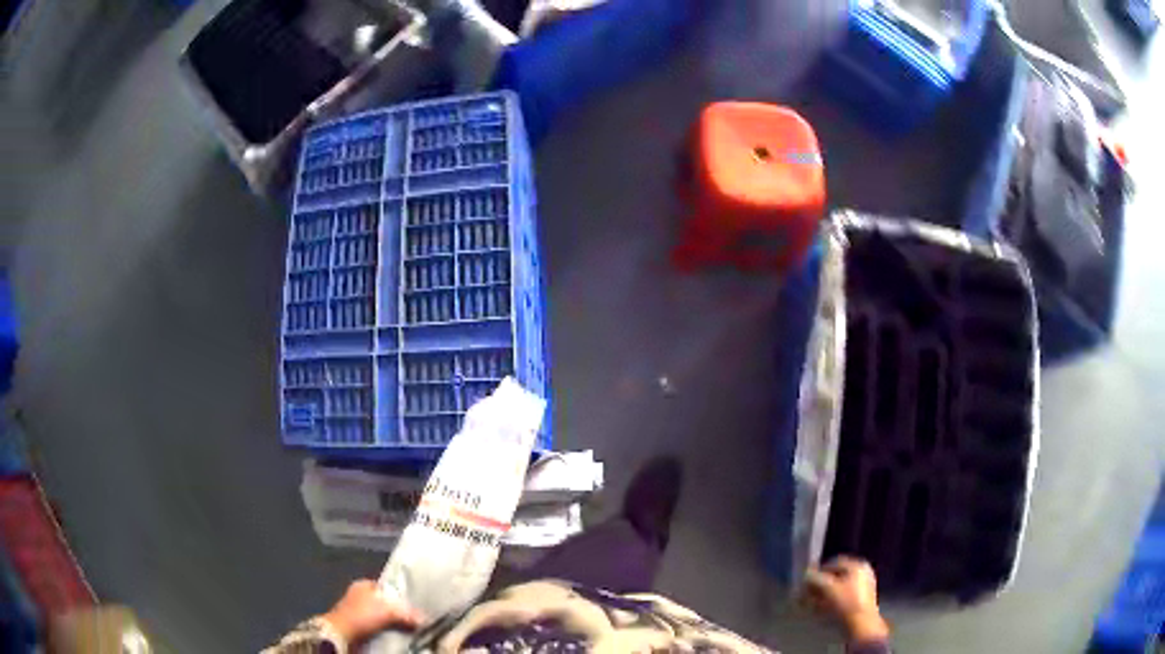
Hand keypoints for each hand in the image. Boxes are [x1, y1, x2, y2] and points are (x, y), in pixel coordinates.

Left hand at [322, 580, 422, 644]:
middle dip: (399, 612)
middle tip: (415, 620)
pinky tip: (396, 636)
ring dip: (393, 624)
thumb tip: (426, 620)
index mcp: (364, 584)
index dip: (401, 595)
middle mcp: (360, 596)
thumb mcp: (388, 611)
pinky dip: (386, 632)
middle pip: (386, 603)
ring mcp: (358, 612)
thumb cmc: (361, 615)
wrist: (341, 635)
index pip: (387, 586)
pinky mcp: (358, 626)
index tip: (415, 605)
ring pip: (382, 617)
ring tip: (409, 630)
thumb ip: (408, 613)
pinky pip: (378, 628)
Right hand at [804, 556, 888, 643]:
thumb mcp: (828, 588)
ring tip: (809, 604)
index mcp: (858, 566)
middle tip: (805, 595)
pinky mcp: (859, 603)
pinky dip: (829, 603)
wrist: (862, 626)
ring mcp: (862, 589)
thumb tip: (805, 576)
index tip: (805, 582)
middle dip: (818, 586)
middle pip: (834, 577)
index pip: (833, 563)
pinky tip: (819, 611)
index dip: (817, 572)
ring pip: (836, 589)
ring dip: (821, 596)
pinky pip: (841, 599)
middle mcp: (862, 574)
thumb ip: (815, 579)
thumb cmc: (846, 604)